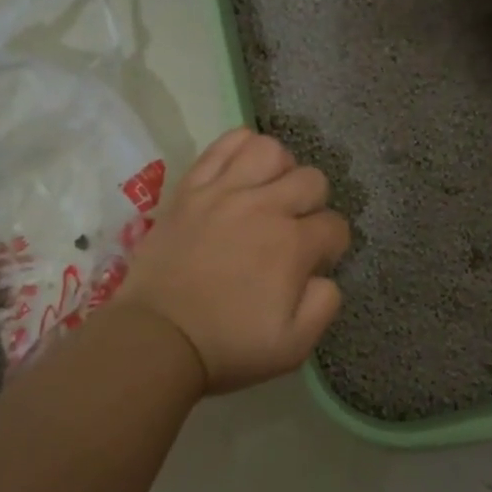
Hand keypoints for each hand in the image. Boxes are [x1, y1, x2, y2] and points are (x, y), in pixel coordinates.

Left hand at [119, 128, 351, 394]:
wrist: (156, 338)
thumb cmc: (228, 346)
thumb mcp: (294, 346)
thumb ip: (325, 305)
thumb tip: (325, 275)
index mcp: (292, 245)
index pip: (335, 226)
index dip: (332, 246)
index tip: (316, 263)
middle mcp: (264, 207)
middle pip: (312, 180)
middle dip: (314, 205)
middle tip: (295, 228)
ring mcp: (224, 192)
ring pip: (271, 150)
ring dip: (280, 169)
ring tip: (269, 192)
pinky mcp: (191, 188)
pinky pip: (223, 145)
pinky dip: (240, 146)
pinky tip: (243, 168)